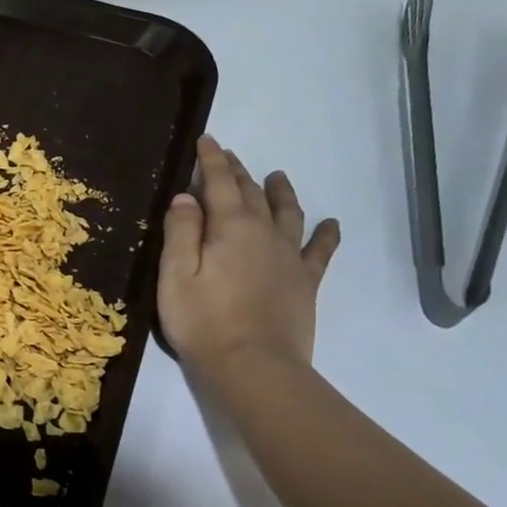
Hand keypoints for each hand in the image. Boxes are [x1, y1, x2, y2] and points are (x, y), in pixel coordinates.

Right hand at [158, 135, 339, 375]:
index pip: (218, 182)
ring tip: (277, 177)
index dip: (211, 160)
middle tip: (228, 155)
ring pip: (287, 213)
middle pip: (250, 193)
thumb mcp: (175, 274)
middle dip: (237, 171)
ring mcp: (289, 257)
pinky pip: (320, 251)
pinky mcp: (305, 282)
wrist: (254, 366)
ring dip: (280, 192)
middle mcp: (264, 233)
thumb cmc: (203, 320)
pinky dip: (326, 234)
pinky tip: (331, 224)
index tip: (206, 139)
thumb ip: (180, 231)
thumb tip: (186, 196)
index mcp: (230, 227)